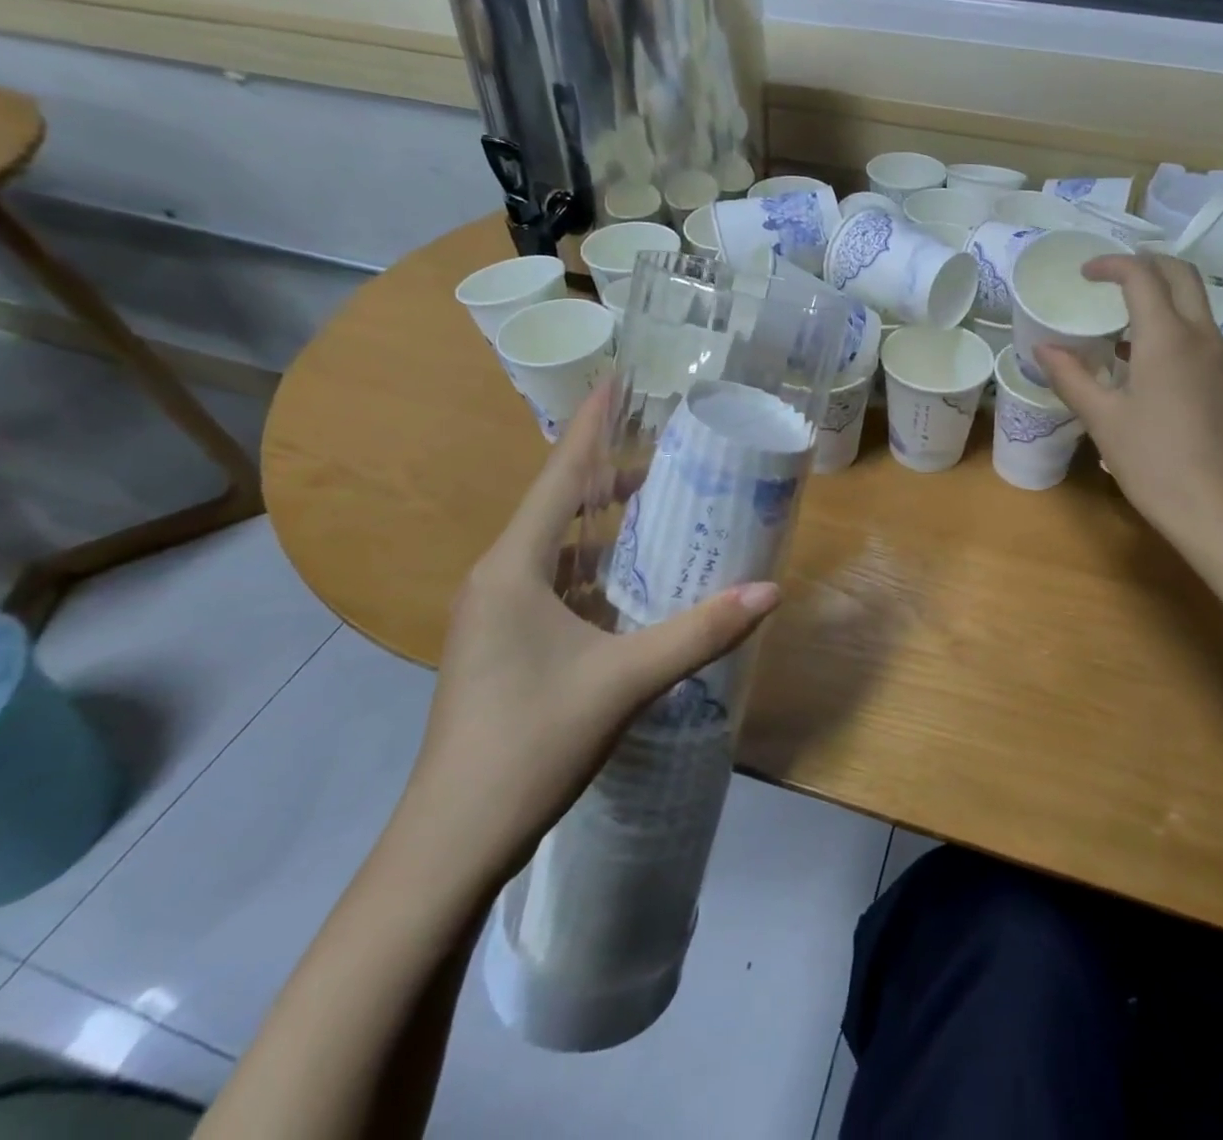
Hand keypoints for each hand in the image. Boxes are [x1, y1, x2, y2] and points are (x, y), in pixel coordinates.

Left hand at [401, 388, 778, 880]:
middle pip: (560, 507)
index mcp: (513, 568)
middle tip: (668, 448)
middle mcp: (498, 579)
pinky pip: (557, 588)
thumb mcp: (624, 681)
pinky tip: (634, 582)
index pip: (559, 476)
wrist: (452, 842)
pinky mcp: (506, 648)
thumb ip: (699, 632)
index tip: (618, 379)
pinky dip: (597, 572)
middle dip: (609, 475)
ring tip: (659, 502)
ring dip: (604, 526)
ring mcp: (497, 616)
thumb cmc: (529, 743)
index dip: (591, 425)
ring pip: (559, 551)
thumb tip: (770, 592)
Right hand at [1039, 254, 1222, 547]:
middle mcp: (1200, 335)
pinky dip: (1169, 321)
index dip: (1111, 265)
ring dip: (1159, 293)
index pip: (1142, 276)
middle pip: (1180, 274)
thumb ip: (1071, 376)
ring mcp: (1218, 356)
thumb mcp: (1102, 419)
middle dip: (1145, 264)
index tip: (1083, 274)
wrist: (1219, 508)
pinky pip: (1197, 330)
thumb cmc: (1153, 461)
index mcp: (1167, 337)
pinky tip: (1137, 355)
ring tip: (1117, 314)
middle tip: (1108, 278)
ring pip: (1193, 301)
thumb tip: (1043, 348)